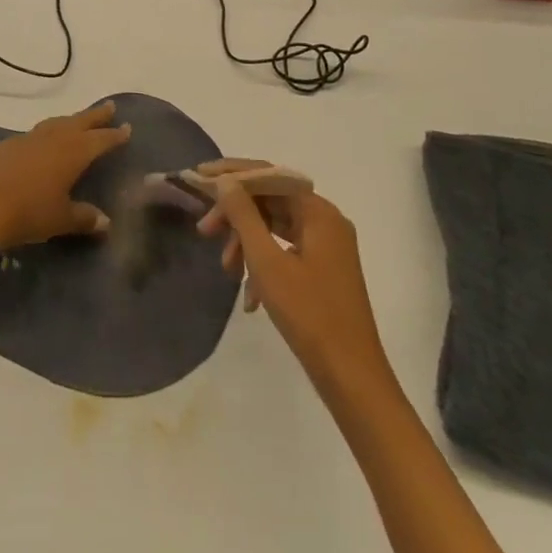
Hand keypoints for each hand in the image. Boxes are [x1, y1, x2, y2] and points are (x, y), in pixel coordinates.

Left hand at [0, 102, 131, 251]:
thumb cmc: (29, 214)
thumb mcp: (61, 220)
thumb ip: (84, 218)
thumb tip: (105, 221)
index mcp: (72, 153)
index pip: (99, 140)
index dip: (114, 135)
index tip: (126, 127)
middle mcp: (52, 139)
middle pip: (79, 122)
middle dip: (95, 115)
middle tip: (110, 107)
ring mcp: (27, 139)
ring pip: (55, 123)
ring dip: (70, 120)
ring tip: (78, 121)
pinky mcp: (6, 145)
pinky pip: (33, 134)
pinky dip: (45, 133)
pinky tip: (42, 142)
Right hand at [195, 161, 389, 391]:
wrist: (352, 378)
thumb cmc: (309, 314)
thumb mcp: (267, 262)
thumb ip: (244, 215)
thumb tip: (225, 182)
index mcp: (318, 212)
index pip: (269, 175)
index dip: (232, 173)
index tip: (199, 176)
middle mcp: (325, 221)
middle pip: (271, 201)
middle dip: (235, 215)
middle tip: (204, 230)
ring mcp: (327, 247)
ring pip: (275, 228)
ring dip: (246, 243)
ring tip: (226, 269)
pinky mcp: (323, 270)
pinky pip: (286, 251)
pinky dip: (263, 265)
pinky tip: (248, 297)